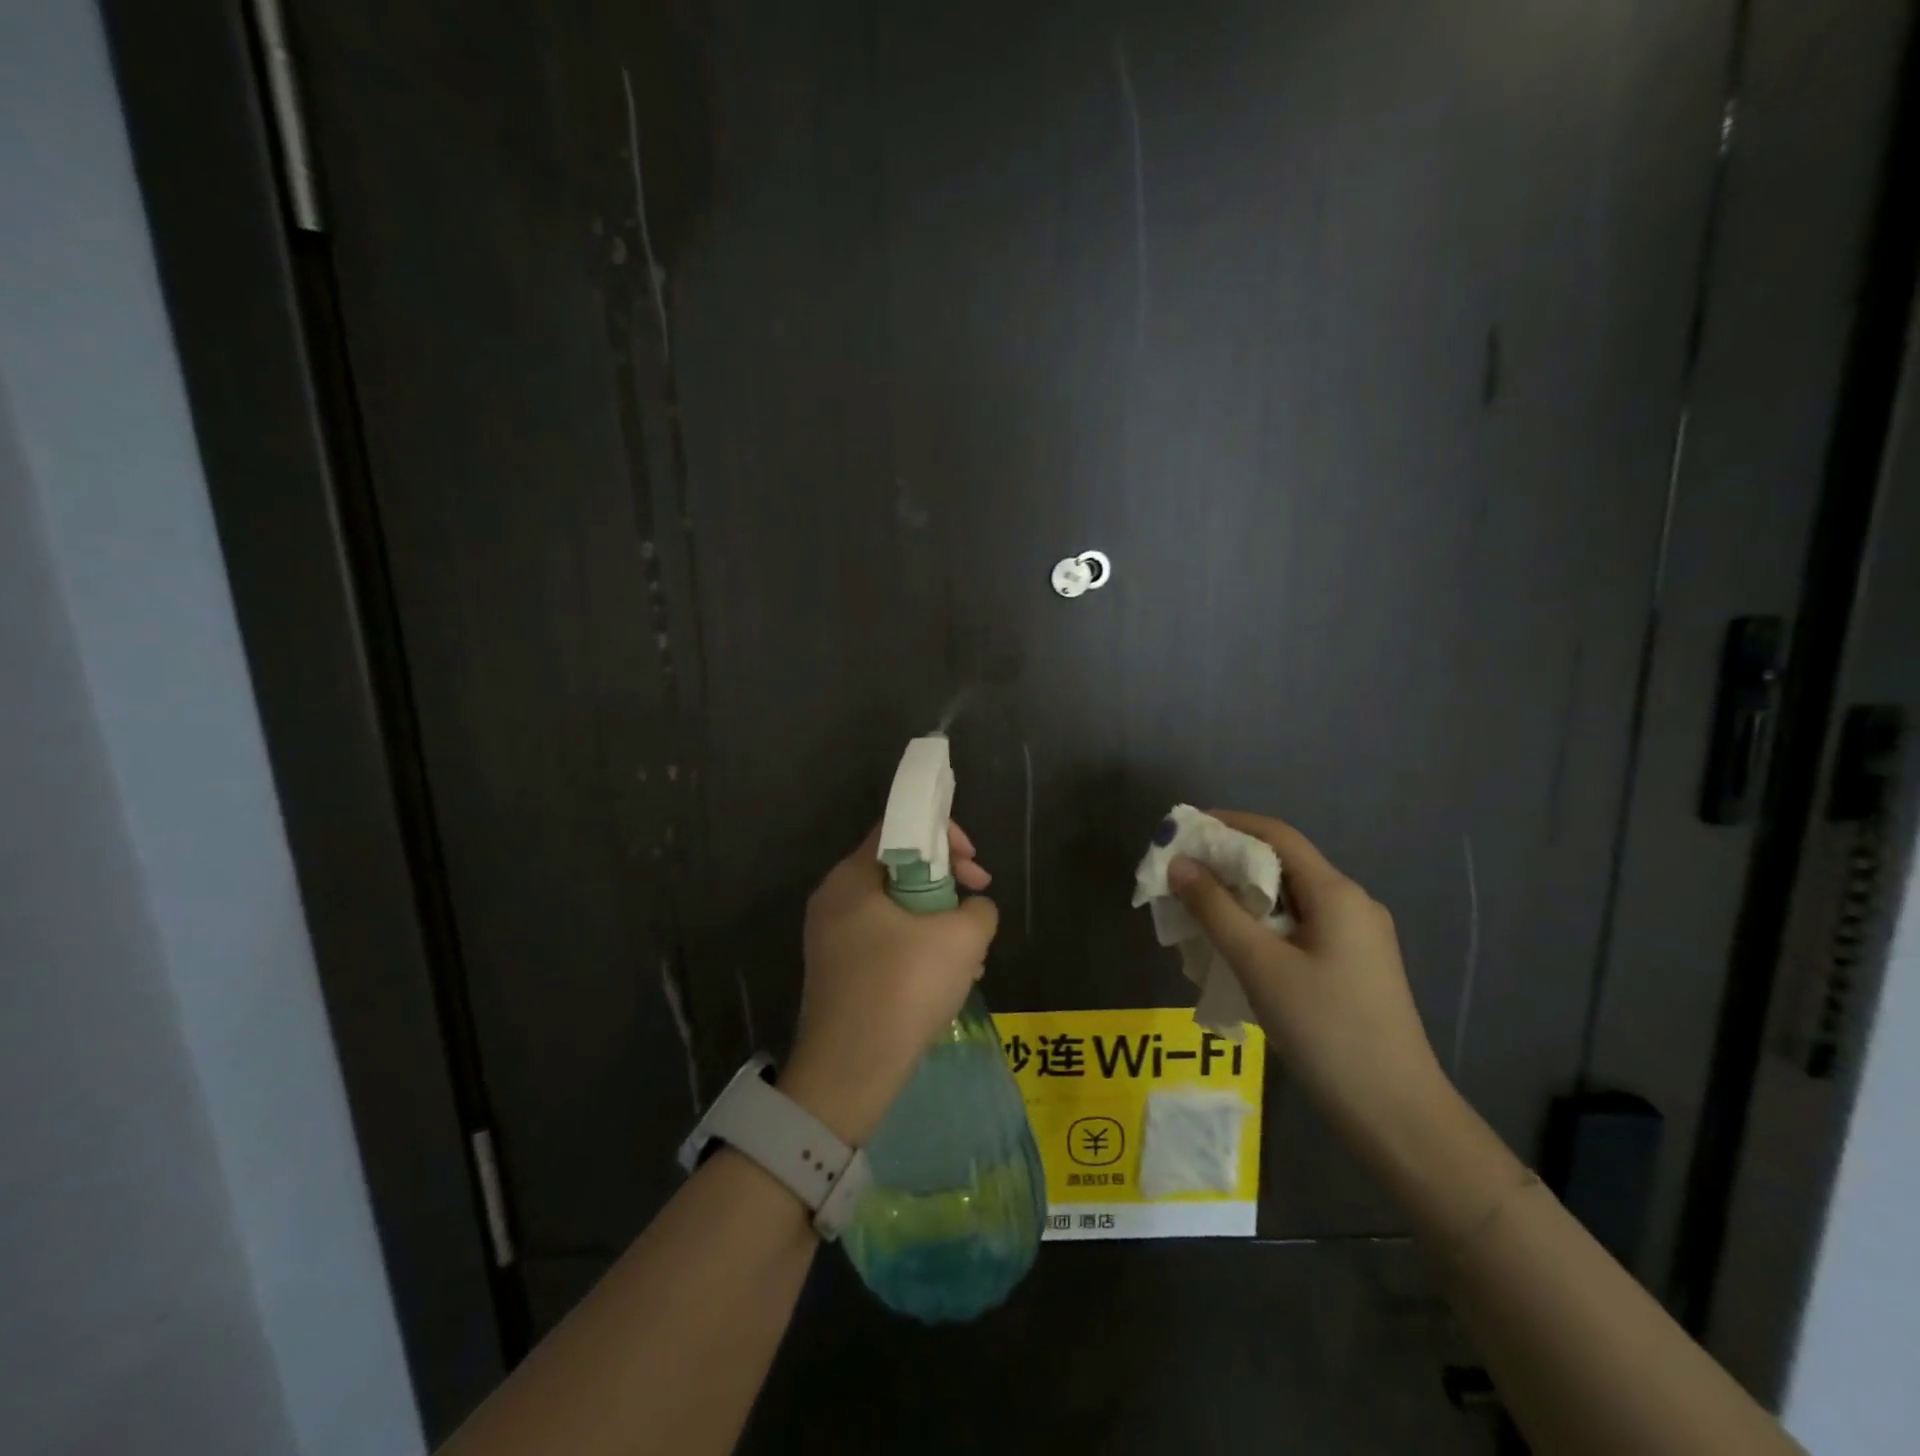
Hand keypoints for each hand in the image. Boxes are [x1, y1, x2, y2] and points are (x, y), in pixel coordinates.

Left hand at [781, 823, 999, 1145]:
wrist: (849, 1072)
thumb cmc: (904, 988)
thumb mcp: (963, 938)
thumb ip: (979, 909)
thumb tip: (973, 909)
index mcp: (851, 877)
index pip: (897, 828)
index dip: (943, 835)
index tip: (973, 865)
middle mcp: (833, 900)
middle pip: (898, 869)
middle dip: (946, 884)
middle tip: (975, 906)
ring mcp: (830, 939)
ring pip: (895, 911)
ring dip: (937, 923)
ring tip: (970, 954)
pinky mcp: (837, 973)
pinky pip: (883, 943)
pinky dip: (916, 949)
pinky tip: (947, 980)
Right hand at [1167, 811, 1448, 1143]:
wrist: (1396, 1113)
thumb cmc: (1325, 1029)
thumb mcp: (1259, 965)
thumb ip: (1215, 909)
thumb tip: (1179, 864)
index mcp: (1337, 893)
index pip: (1277, 834)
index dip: (1228, 824)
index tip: (1184, 830)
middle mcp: (1352, 903)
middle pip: (1283, 864)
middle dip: (1229, 864)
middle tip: (1181, 876)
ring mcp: (1358, 937)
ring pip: (1290, 899)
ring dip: (1243, 897)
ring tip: (1198, 913)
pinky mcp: (1355, 966)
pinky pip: (1300, 927)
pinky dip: (1263, 924)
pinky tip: (1236, 948)